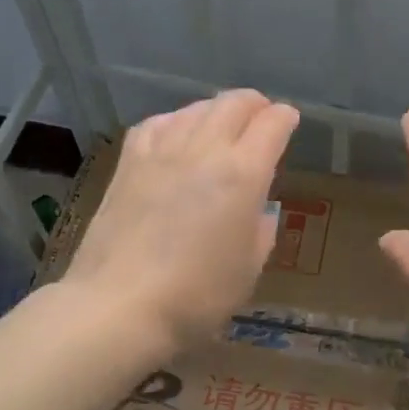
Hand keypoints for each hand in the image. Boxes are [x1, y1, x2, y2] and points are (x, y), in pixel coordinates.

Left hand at [63, 90, 299, 351]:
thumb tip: (258, 210)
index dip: (284, 118)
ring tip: (221, 122)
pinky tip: (175, 132)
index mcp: (244, 174)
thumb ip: (260, 231)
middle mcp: (205, 150)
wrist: (120, 305)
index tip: (289, 120)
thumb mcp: (248, 269)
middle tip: (261, 116)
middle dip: (254, 104)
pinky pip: (156, 124)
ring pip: (195, 109)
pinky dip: (175, 121)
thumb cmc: (197, 296)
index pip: (271, 126)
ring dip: (216, 110)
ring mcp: (161, 152)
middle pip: (234, 105)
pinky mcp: (128, 164)